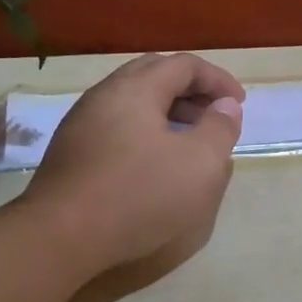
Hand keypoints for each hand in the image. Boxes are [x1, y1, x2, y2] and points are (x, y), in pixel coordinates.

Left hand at [24, 53, 244, 273]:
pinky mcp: (71, 154)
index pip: (183, 65)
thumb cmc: (139, 194)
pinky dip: (146, 131)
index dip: (217, 79)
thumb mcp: (199, 164)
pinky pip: (116, 126)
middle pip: (153, 75)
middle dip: (190, 90)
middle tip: (214, 115)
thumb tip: (225, 107)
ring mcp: (82, 124)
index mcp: (135, 89)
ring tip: (189, 139)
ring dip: (167, 111)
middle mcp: (103, 96)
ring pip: (132, 102)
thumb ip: (219, 129)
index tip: (239, 104)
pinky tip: (155, 163)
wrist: (61, 237)